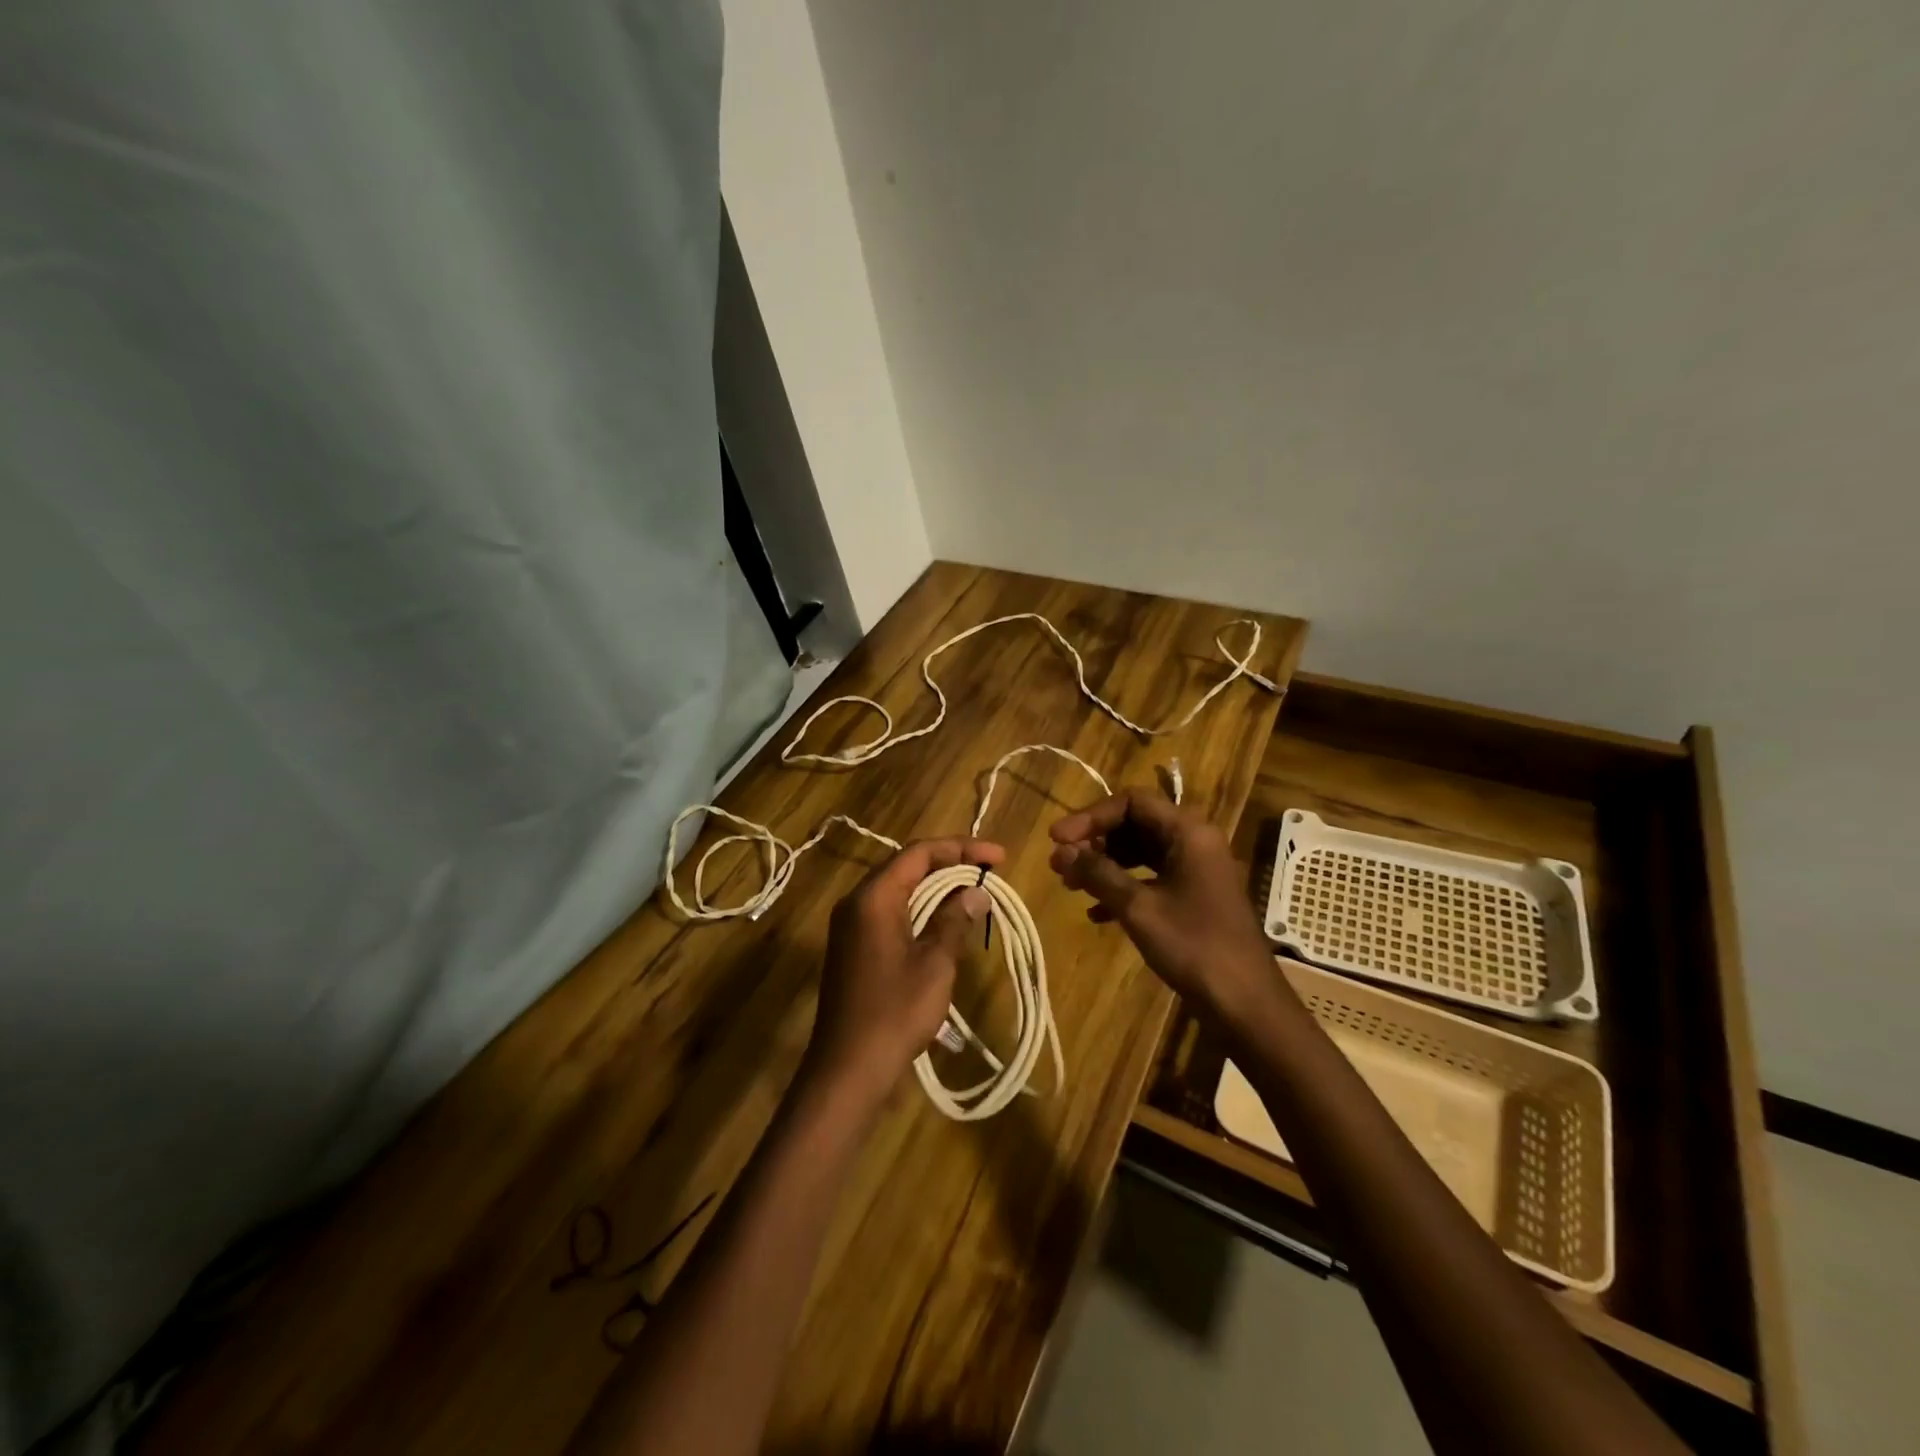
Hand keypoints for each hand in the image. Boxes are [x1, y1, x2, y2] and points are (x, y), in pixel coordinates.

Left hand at [804, 837, 1002, 1110]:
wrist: (847, 1069)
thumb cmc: (894, 1012)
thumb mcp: (935, 964)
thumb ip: (954, 920)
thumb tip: (976, 892)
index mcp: (874, 897)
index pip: (920, 853)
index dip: (962, 848)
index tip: (999, 858)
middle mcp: (857, 902)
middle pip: (908, 866)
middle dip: (951, 865)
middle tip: (990, 873)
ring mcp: (851, 925)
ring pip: (900, 890)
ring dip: (937, 888)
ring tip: (975, 893)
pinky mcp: (854, 947)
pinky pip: (891, 912)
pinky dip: (921, 909)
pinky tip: (946, 922)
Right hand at [1049, 790, 1283, 1028]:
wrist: (1245, 1003)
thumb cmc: (1194, 946)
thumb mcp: (1138, 907)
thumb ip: (1098, 873)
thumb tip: (1060, 851)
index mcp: (1188, 832)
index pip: (1132, 802)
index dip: (1091, 816)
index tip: (1057, 839)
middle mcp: (1194, 842)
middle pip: (1135, 823)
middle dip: (1095, 841)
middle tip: (1061, 862)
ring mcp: (1196, 870)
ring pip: (1141, 852)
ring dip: (1105, 864)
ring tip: (1071, 885)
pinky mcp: (1194, 896)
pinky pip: (1151, 877)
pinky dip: (1123, 887)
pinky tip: (1096, 913)